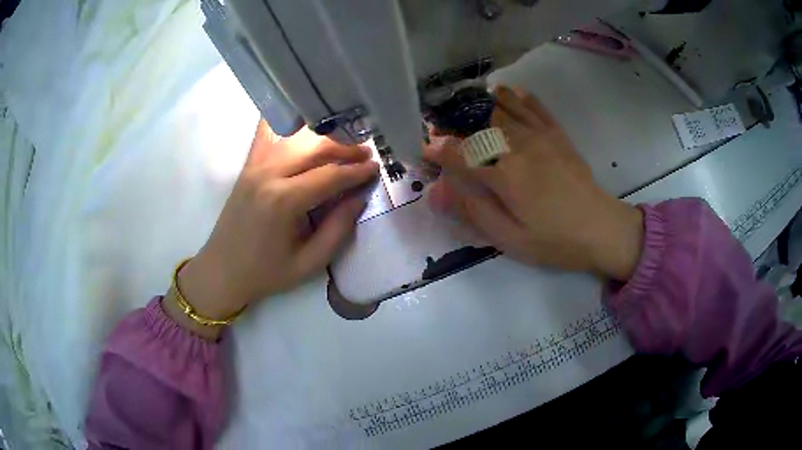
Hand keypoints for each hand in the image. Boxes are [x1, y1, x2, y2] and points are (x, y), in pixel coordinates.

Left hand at [169, 121, 377, 335]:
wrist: (221, 270)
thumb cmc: (265, 273)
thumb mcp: (308, 263)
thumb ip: (337, 230)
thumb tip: (359, 198)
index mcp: (283, 201)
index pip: (330, 175)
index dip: (357, 171)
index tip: (377, 167)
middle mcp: (268, 174)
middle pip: (315, 147)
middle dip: (345, 148)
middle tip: (366, 154)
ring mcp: (254, 165)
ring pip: (296, 137)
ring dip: (324, 137)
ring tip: (344, 143)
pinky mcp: (247, 165)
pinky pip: (268, 133)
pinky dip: (286, 123)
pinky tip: (301, 118)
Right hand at [425, 86, 643, 280]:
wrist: (602, 229)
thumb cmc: (555, 240)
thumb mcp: (511, 240)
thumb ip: (473, 212)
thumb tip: (437, 193)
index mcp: (505, 175)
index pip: (460, 155)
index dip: (438, 151)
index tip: (424, 150)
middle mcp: (519, 146)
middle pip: (478, 125)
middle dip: (454, 122)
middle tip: (441, 124)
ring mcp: (541, 136)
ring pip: (504, 107)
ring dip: (481, 102)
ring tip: (465, 103)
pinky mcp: (558, 134)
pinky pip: (534, 106)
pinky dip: (518, 96)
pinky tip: (506, 92)